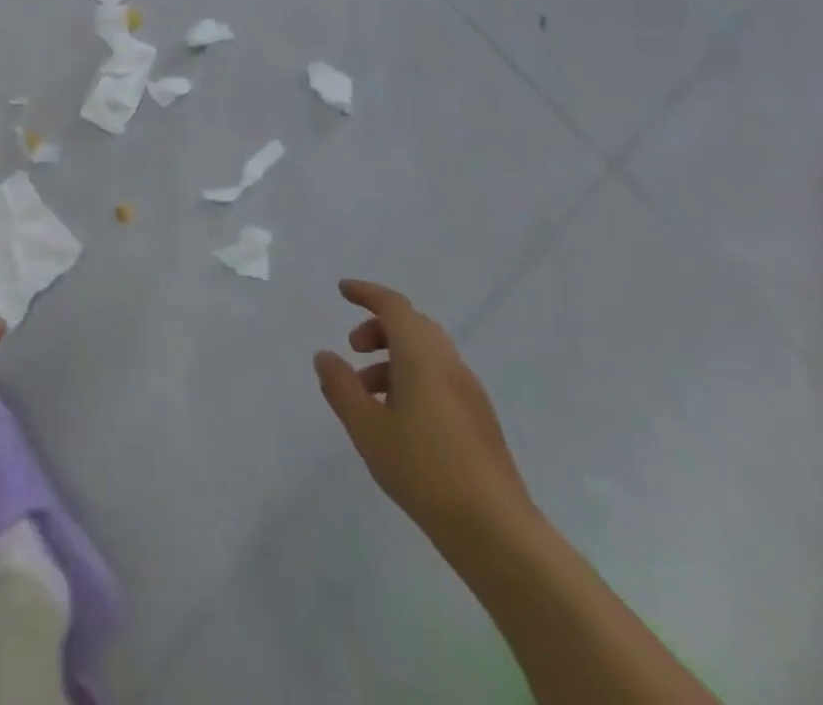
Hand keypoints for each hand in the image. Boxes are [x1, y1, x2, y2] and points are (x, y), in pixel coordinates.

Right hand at [314, 279, 532, 540]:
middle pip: (413, 326)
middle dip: (379, 328)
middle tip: (353, 349)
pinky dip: (412, 379)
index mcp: (423, 357)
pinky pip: (439, 379)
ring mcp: (470, 394)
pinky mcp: (480, 421)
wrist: (496, 532)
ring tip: (367, 394)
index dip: (367, 293)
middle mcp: (450, 365)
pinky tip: (397, 419)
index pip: (394, 307)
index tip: (343, 291)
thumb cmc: (423, 470)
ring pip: (427, 355)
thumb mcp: (367, 428)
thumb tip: (325, 356)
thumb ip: (341, 387)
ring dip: (393, 359)